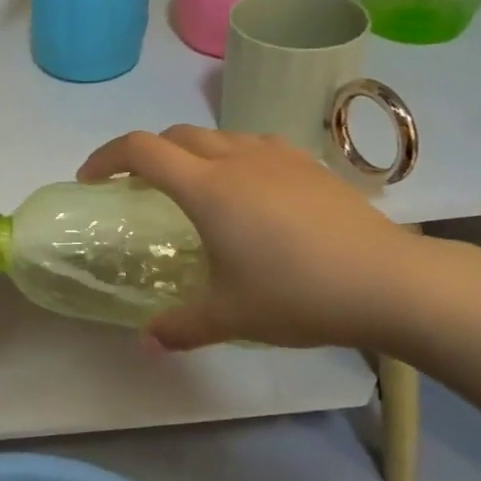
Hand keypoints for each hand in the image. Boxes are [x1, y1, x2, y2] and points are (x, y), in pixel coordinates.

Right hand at [77, 128, 429, 350]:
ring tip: (193, 188)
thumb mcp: (230, 316)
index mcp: (207, 188)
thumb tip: (146, 343)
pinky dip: (232, 157)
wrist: (390, 281)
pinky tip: (248, 190)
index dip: (107, 157)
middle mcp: (237, 160)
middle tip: (137, 188)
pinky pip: (255, 146)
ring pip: (218, 136)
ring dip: (191, 152)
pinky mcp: (310, 165)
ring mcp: (277, 157)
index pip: (141, 150)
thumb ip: (180, 327)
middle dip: (146, 155)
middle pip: (176, 136)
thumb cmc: (298, 294)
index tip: (90, 180)